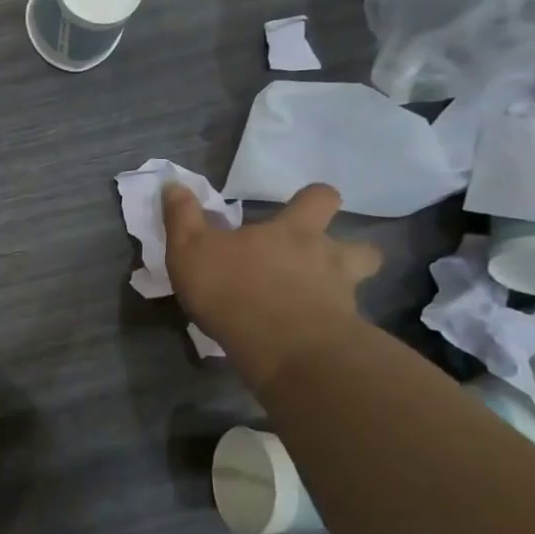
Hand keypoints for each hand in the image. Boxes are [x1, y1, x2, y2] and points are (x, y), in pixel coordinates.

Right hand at [163, 182, 382, 391]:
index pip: (320, 198)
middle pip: (361, 247)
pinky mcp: (344, 335)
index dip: (313, 200)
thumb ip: (183, 217)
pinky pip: (344, 325)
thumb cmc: (234, 289)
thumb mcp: (191, 250)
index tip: (300, 207)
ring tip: (318, 301)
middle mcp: (328, 258)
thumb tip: (174, 184)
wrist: (282, 349)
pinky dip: (330, 328)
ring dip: (344, 289)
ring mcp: (342, 297)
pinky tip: (306, 338)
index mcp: (294, 231)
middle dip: (348, 251)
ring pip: (359, 286)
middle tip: (321, 263)